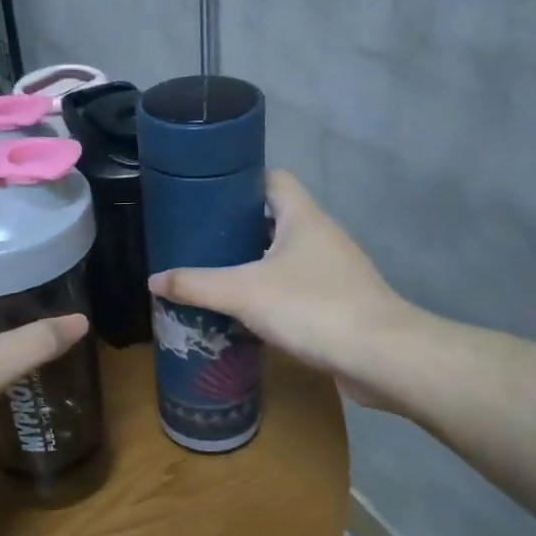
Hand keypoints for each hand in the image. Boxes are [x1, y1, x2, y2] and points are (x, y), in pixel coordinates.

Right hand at [148, 170, 416, 406]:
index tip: (206, 196)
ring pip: (286, 255)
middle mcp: (322, 235)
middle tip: (199, 241)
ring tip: (215, 275)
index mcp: (302, 216)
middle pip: (275, 218)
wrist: (382, 357)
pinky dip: (272, 293)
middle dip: (238, 228)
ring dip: (254, 263)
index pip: (272, 179)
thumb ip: (196, 285)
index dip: (240, 182)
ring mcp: (335, 269)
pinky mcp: (340, 302)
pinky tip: (248, 311)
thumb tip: (153, 281)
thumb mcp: (243, 293)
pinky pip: (297, 286)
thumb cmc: (313, 307)